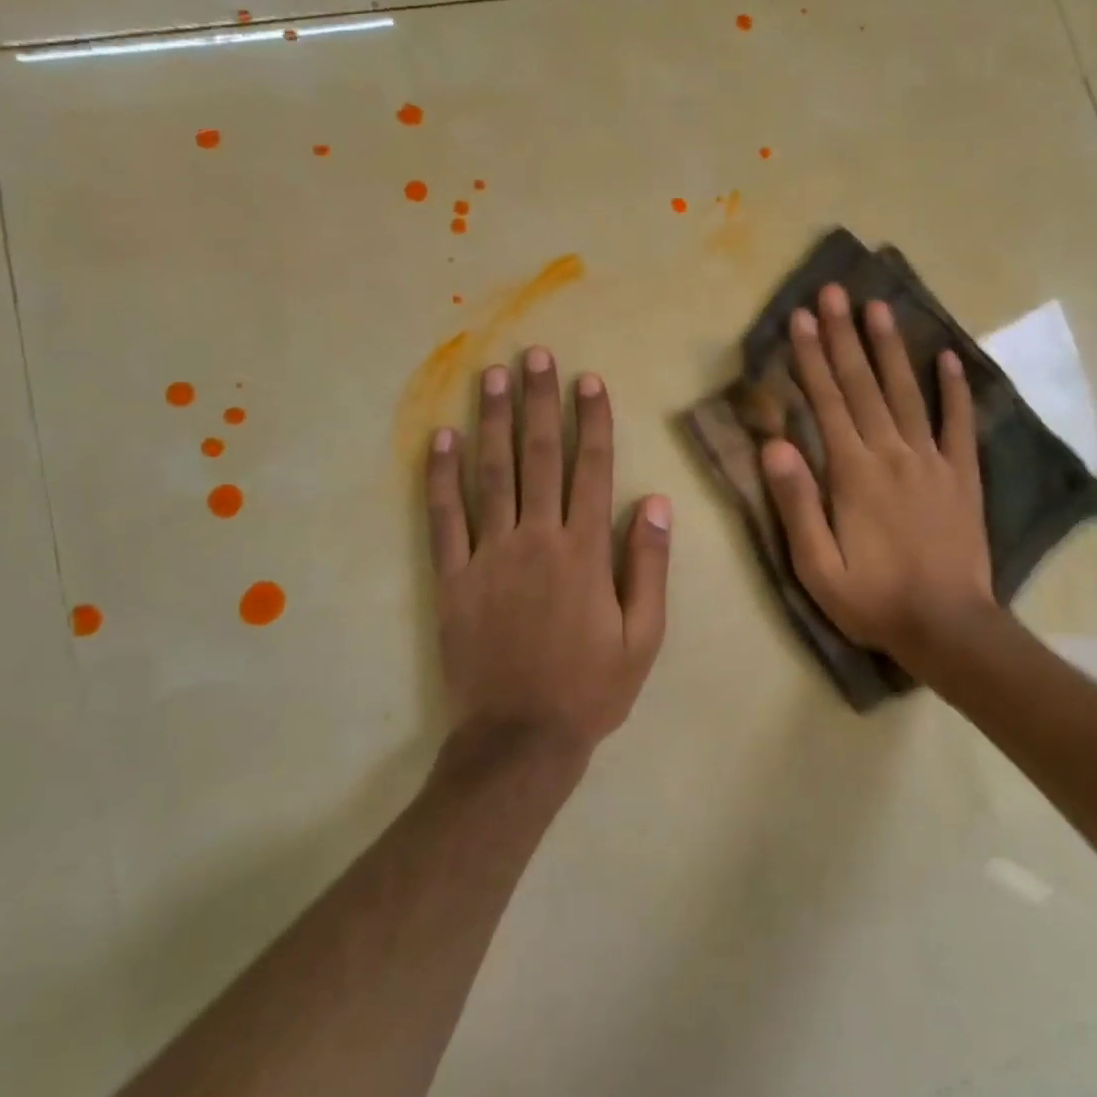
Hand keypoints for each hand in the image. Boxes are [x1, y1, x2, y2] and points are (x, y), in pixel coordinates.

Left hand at [425, 348, 671, 753]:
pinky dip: (440, 477)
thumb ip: (649, 566)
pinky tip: (441, 438)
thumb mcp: (644, 636)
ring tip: (491, 376)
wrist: (520, 740)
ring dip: (492, 421)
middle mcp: (536, 540)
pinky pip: (443, 519)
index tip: (588, 381)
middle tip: (536, 355)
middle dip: (539, 402)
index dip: (591, 421)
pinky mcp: (452, 578)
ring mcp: (488, 556)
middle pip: (537, 457)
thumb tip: (655, 502)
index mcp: (584, 552)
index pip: (591, 469)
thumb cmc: (591, 689)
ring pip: (490, 475)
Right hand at [759, 284, 994, 668]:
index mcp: (853, 474)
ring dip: (891, 348)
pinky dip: (955, 389)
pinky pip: (959, 424)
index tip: (801, 319)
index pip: (827, 403)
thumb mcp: (817, 567)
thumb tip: (775, 446)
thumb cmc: (873, 600)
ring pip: (908, 393)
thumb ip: (796, 504)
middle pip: (864, 386)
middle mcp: (893, 454)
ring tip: (879, 307)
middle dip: (844, 336)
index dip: (811, 358)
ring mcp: (932, 461)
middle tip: (833, 292)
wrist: (948, 627)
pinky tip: (949, 358)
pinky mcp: (963, 476)